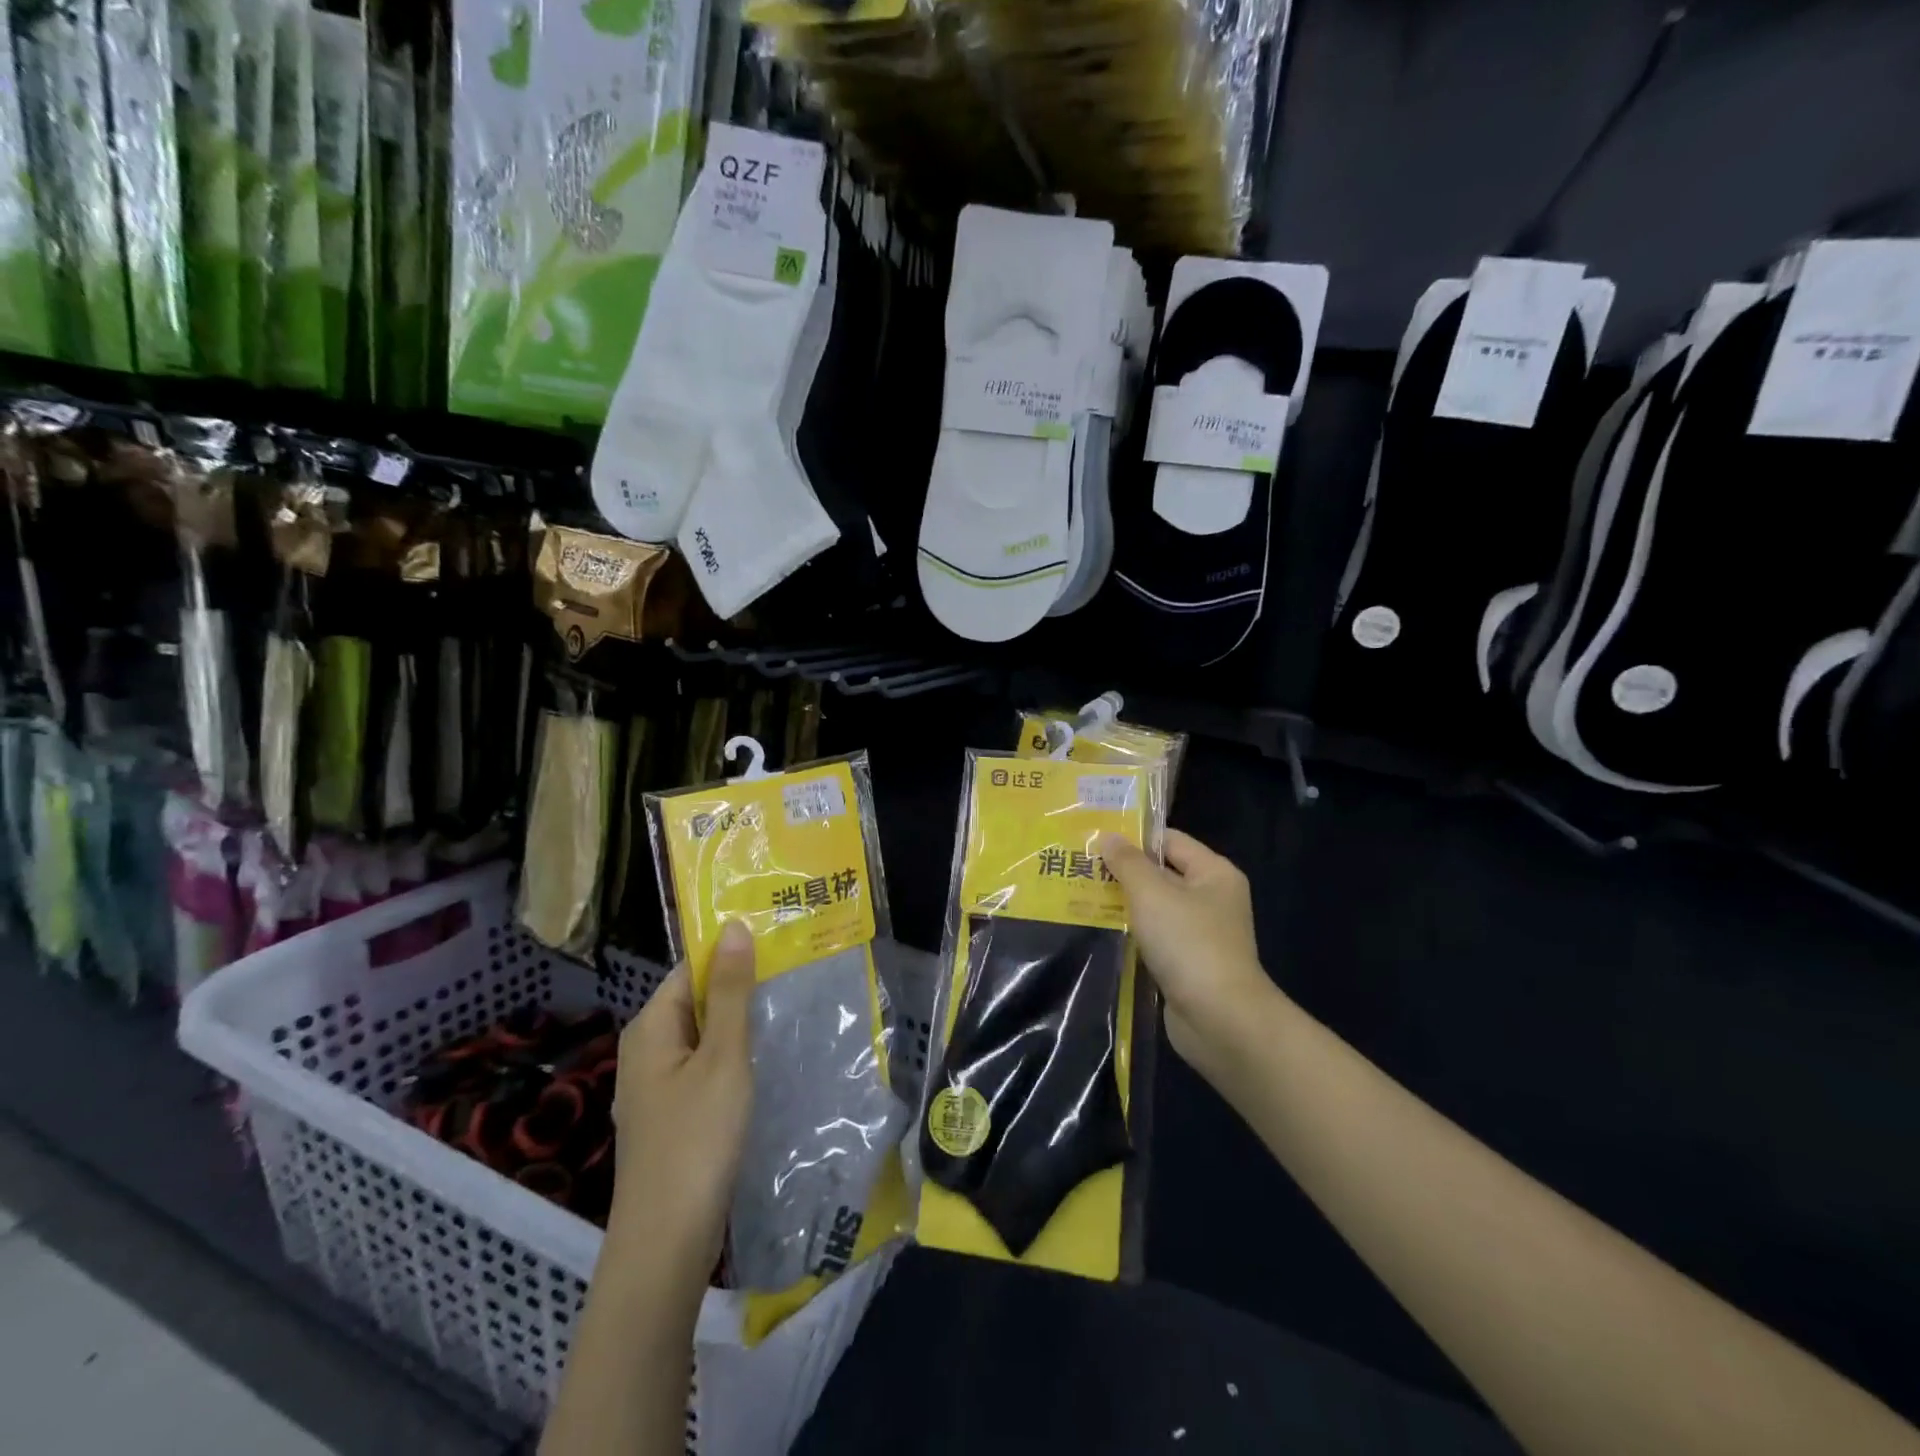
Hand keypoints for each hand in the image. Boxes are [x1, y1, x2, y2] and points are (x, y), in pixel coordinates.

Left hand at [608, 919, 757, 1275]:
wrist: (665, 1244)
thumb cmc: (696, 1139)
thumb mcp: (723, 1057)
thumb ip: (731, 992)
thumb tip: (733, 927)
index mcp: (651, 1027)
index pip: (691, 968)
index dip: (731, 952)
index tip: (777, 940)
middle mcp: (646, 1050)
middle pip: (696, 1001)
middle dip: (740, 986)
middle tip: (794, 970)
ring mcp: (656, 1087)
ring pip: (703, 1037)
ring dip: (739, 1023)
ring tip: (789, 1006)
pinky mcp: (671, 1117)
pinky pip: (703, 1068)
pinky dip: (732, 1057)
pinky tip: (764, 1060)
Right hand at [1098, 829, 1275, 1068]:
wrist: (1219, 1019)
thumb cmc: (1188, 943)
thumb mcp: (1152, 893)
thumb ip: (1127, 862)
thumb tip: (1108, 837)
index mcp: (1214, 873)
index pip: (1170, 840)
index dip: (1133, 837)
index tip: (1093, 839)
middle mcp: (1212, 898)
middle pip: (1161, 873)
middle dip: (1123, 871)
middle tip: (1080, 866)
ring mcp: (1201, 933)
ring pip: (1155, 907)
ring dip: (1123, 903)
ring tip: (1080, 894)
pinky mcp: (1187, 964)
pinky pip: (1154, 937)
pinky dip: (1131, 932)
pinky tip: (1100, 930)